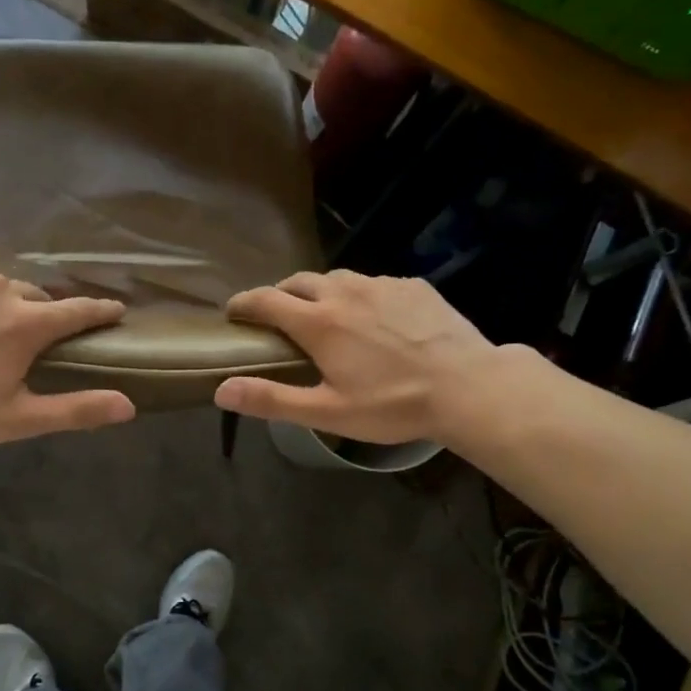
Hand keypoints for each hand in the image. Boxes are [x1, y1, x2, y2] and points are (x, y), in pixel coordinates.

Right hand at [214, 271, 496, 443]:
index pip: (266, 300)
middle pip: (299, 281)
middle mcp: (346, 292)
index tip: (232, 312)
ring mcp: (382, 285)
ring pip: (338, 278)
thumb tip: (221, 391)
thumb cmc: (392, 405)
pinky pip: (374, 283)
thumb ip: (271, 400)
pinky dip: (360, 295)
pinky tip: (373, 319)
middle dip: (280, 294)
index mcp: (319, 323)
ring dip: (320, 292)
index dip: (243, 303)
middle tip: (276, 317)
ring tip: (324, 315)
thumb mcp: (327, 412)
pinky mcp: (413, 286)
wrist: (468, 386)